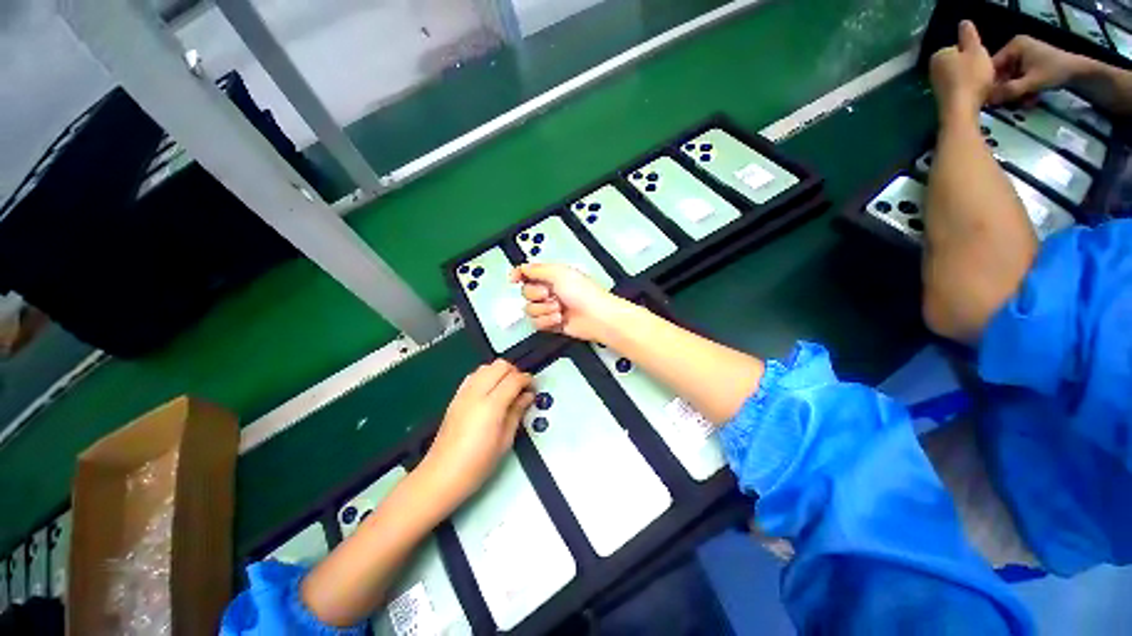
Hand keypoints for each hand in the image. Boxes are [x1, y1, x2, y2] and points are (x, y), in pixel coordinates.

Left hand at [417, 360, 532, 509]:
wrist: (441, 475)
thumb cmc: (476, 464)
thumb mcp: (505, 441)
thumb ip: (517, 412)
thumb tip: (527, 397)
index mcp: (491, 406)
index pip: (514, 379)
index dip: (528, 380)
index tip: (533, 387)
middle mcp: (476, 394)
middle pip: (500, 366)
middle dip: (514, 372)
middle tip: (521, 387)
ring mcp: (463, 394)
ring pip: (486, 366)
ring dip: (500, 372)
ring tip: (507, 388)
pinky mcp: (455, 398)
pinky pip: (473, 375)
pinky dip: (486, 376)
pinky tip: (490, 391)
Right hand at [510, 263, 624, 341]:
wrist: (596, 317)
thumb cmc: (584, 293)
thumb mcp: (559, 273)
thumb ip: (537, 269)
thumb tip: (521, 267)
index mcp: (551, 276)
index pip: (528, 273)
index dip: (518, 275)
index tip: (513, 279)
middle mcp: (550, 291)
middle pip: (525, 292)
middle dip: (536, 295)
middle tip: (549, 295)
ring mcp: (550, 307)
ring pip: (530, 310)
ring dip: (543, 310)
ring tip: (558, 309)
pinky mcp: (551, 323)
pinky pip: (536, 323)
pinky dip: (547, 321)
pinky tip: (558, 319)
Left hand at [930, 21, 994, 122]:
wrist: (961, 109)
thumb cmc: (971, 77)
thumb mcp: (975, 50)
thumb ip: (969, 35)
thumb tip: (963, 23)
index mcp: (938, 55)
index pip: (959, 47)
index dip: (974, 53)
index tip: (980, 60)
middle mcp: (933, 69)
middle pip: (959, 62)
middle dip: (972, 66)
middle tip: (982, 73)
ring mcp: (935, 85)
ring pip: (959, 75)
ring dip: (971, 78)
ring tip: (979, 84)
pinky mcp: (941, 98)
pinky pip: (958, 88)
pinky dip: (966, 89)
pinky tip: (973, 94)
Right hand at [989, 35, 1085, 103]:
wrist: (1078, 72)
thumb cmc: (1055, 71)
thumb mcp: (1031, 82)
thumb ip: (1010, 91)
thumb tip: (989, 101)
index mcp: (1013, 46)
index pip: (993, 67)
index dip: (990, 84)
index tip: (990, 100)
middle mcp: (1015, 48)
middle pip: (1001, 74)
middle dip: (1006, 90)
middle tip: (1010, 104)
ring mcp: (1022, 56)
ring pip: (1010, 79)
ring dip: (1015, 93)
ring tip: (1025, 103)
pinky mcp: (1028, 64)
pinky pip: (1018, 79)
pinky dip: (1022, 90)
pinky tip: (1030, 98)